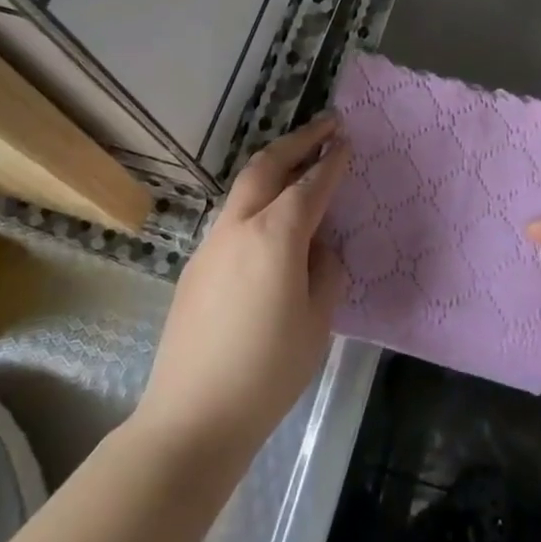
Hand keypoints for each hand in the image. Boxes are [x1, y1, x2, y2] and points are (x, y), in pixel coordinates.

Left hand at [136, 115, 348, 465]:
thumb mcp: (317, 321)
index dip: (332, 161)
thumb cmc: (268, 371)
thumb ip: (324, 271)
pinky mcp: (196, 265)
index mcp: (276, 236)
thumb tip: (318, 247)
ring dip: (275, 166)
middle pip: (267, 166)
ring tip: (301, 162)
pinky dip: (257, 200)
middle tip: (327, 126)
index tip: (347, 141)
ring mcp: (211, 244)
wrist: (193, 415)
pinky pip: (232, 217)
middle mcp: (240, 227)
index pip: (311, 185)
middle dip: (299, 141)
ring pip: (245, 188)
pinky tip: (271, 222)